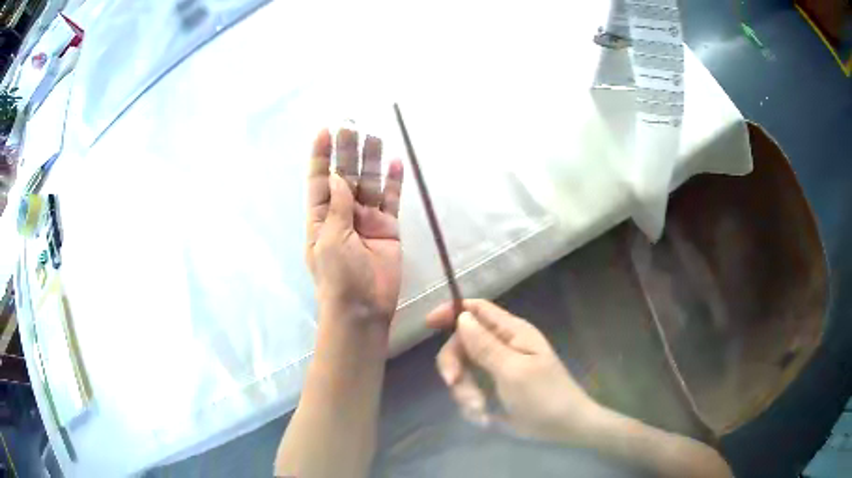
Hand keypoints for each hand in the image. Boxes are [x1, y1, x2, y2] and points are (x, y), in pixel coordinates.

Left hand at [306, 128, 403, 325]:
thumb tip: (337, 176)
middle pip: (346, 176)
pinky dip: (394, 182)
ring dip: (371, 160)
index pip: (319, 180)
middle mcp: (343, 214)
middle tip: (352, 124)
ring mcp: (367, 220)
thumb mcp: (330, 240)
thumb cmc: (338, 277)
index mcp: (321, 217)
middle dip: (347, 151)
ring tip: (375, 135)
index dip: (321, 155)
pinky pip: (391, 200)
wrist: (363, 308)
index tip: (325, 130)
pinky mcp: (389, 228)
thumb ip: (337, 207)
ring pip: (369, 183)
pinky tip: (395, 162)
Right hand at [427, 300, 601, 443]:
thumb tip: (462, 317)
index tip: (428, 324)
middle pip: (463, 343)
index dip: (452, 311)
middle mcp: (503, 346)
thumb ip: (485, 345)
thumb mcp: (513, 371)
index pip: (478, 309)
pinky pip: (470, 390)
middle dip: (455, 365)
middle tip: (454, 385)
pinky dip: (472, 404)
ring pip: (463, 371)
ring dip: (465, 391)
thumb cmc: (544, 397)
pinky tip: (485, 417)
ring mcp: (497, 368)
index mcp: (512, 333)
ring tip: (480, 411)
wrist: (564, 428)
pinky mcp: (494, 389)